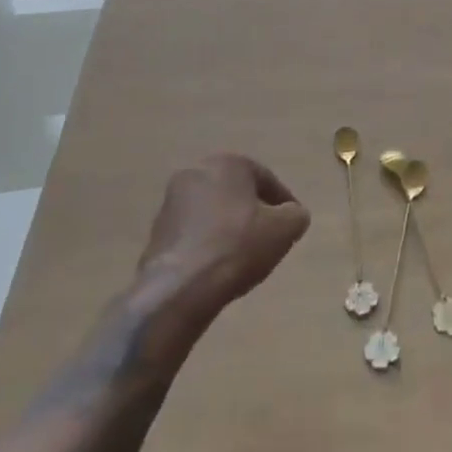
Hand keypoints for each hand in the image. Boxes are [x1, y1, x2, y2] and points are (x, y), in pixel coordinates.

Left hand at [136, 155, 309, 328]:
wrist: (179, 288)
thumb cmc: (237, 246)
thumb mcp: (284, 229)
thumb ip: (296, 215)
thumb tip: (292, 215)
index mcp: (228, 163)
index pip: (266, 179)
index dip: (283, 204)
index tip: (292, 227)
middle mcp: (197, 172)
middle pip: (236, 193)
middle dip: (252, 212)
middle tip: (267, 238)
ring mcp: (171, 202)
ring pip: (212, 212)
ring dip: (228, 228)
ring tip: (242, 257)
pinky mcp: (156, 232)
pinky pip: (193, 233)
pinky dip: (207, 244)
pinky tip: (217, 267)